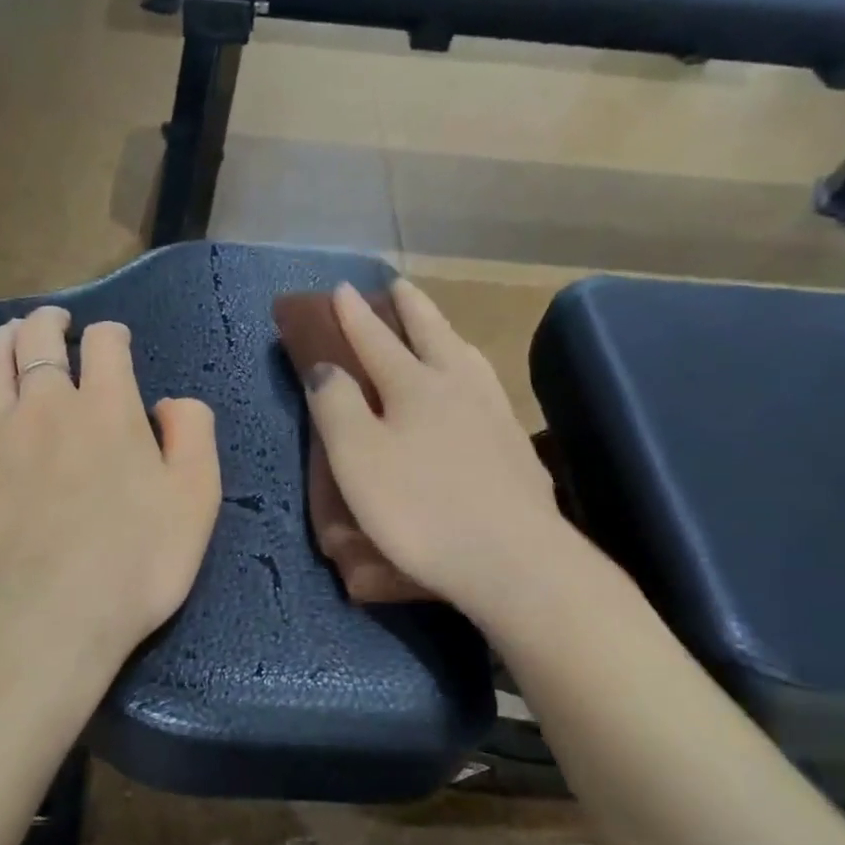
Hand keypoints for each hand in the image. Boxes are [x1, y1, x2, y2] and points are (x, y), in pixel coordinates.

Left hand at [0, 306, 221, 668]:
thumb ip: (193, 436)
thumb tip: (172, 402)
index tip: (115, 342)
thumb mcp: (197, 499)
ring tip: (6, 334)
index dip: (112, 335)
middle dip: (47, 324)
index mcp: (108, 409)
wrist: (49, 619)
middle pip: (38, 342)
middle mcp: (47, 406)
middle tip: (53, 322)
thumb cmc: (136, 563)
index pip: (106, 346)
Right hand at [303, 281, 573, 617]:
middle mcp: (459, 387)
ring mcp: (496, 414)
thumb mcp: (358, 459)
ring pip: (468, 357)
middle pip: (432, 334)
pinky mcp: (518, 447)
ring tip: (440, 329)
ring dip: (448, 334)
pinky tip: (478, 391)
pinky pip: (489, 389)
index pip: (376, 340)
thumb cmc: (420, 510)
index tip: (341, 288)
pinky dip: (473, 372)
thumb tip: (326, 367)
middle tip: (398, 285)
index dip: (355, 315)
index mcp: (414, 386)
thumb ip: (336, 407)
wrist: (513, 558)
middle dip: (410, 307)